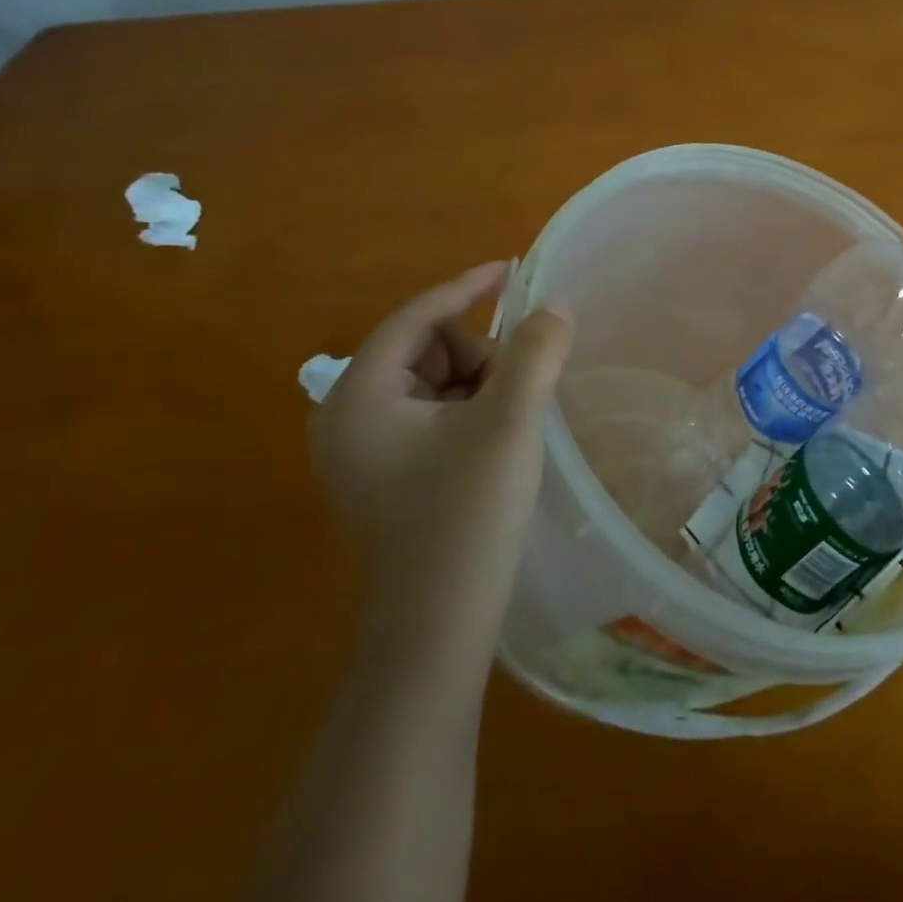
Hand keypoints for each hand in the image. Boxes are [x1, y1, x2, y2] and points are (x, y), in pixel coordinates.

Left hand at [311, 262, 573, 665]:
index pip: (416, 317)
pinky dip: (471, 413)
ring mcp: (364, 452)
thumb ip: (534, 352)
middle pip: (427, 349)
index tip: (512, 269)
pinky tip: (496, 446)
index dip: (467, 287)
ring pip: (435, 382)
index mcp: (359, 397)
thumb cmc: (466, 517)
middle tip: (516, 395)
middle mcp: (348, 418)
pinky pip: (434, 416)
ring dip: (480, 387)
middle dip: (479, 357)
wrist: (437, 632)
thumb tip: (554, 306)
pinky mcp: (386, 477)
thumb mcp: (509, 422)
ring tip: (509, 428)